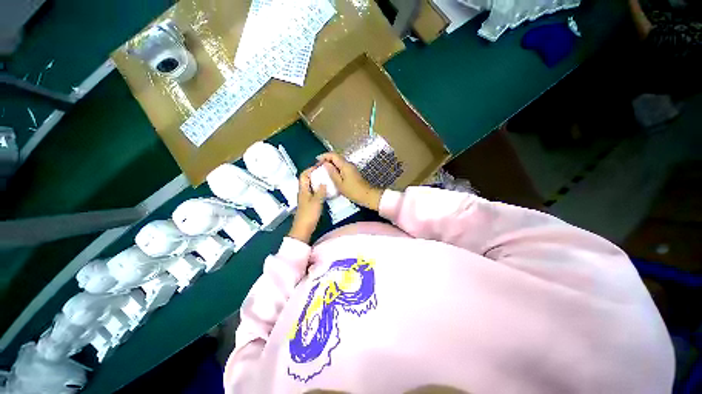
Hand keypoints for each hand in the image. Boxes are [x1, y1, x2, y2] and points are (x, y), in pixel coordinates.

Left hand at [288, 167, 326, 243]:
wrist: (303, 228)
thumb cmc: (309, 214)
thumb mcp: (316, 201)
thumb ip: (320, 191)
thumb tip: (323, 181)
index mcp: (303, 190)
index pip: (304, 175)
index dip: (310, 169)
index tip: (319, 166)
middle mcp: (303, 192)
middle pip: (306, 179)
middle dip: (314, 174)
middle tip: (325, 172)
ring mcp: (305, 198)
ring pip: (310, 185)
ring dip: (316, 181)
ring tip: (326, 179)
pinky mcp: (308, 203)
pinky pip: (313, 192)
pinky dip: (318, 188)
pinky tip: (325, 190)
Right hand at [317, 153, 383, 210]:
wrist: (367, 195)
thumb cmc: (353, 191)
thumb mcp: (340, 184)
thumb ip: (332, 173)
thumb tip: (325, 164)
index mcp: (345, 165)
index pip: (333, 155)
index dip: (324, 156)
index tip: (316, 161)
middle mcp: (348, 164)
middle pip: (336, 157)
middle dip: (326, 160)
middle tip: (318, 167)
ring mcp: (351, 168)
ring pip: (338, 162)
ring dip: (330, 165)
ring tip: (323, 171)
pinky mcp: (352, 172)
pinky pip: (341, 167)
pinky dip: (335, 169)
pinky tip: (331, 175)